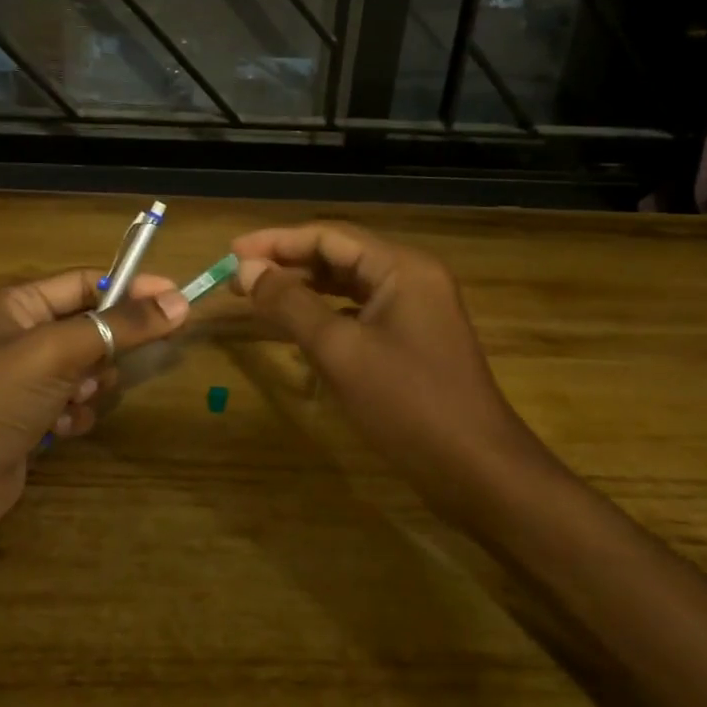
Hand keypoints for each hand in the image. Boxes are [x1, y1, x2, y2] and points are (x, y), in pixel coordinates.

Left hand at [0, 269, 189, 555]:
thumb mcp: (58, 352)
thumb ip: (120, 327)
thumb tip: (180, 303)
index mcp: (14, 306)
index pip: (84, 283)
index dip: (130, 289)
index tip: (176, 299)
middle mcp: (18, 337)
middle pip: (89, 329)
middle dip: (104, 351)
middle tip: (107, 367)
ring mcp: (22, 382)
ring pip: (86, 370)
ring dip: (90, 387)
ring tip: (72, 400)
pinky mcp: (28, 420)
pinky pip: (73, 405)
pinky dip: (74, 415)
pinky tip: (59, 430)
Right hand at [233, 223, 546, 522]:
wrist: (476, 470)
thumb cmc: (407, 404)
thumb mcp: (340, 350)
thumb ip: (290, 304)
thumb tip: (247, 269)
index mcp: (402, 267)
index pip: (329, 236)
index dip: (276, 241)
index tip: (231, 254)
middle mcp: (411, 278)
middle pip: (339, 257)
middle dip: (287, 265)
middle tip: (237, 280)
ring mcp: (415, 311)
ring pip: (348, 287)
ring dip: (304, 290)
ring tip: (258, 298)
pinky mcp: (412, 341)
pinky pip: (360, 314)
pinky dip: (326, 316)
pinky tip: (297, 330)